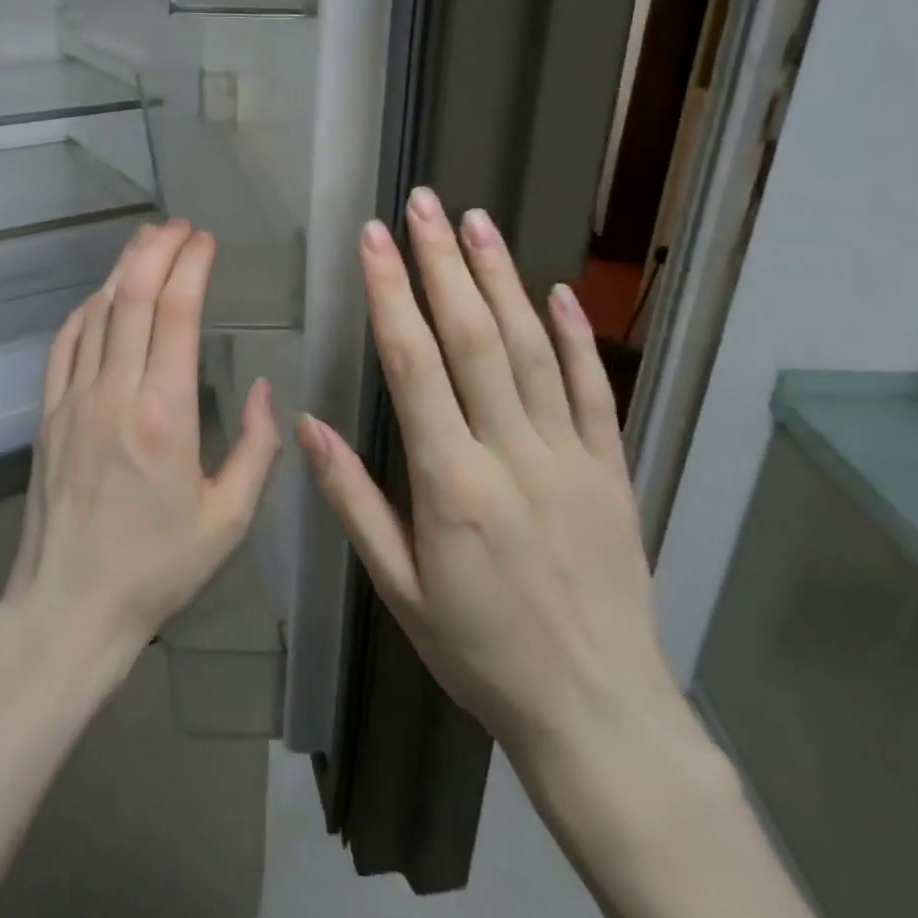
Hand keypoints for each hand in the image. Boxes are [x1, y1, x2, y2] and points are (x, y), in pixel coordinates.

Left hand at [1, 220, 281, 663]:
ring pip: (98, 312)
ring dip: (123, 269)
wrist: (68, 609)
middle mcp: (115, 393)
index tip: (205, 240)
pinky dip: (86, 309)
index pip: (177, 313)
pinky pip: (64, 344)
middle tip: (179, 227)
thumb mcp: (228, 519)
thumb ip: (256, 448)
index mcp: (165, 414)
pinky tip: (102, 295)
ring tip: (146, 241)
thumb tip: (260, 388)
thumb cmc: (156, 569)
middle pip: (134, 297)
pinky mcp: (46, 414)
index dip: (191, 265)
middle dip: (157, 249)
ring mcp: (73, 400)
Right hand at [296, 187, 691, 781]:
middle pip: (474, 338)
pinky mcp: (611, 470)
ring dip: (501, 278)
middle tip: (423, 204)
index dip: (391, 294)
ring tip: (477, 220)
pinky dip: (574, 336)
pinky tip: (555, 290)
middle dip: (443, 263)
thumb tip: (306, 425)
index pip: (414, 366)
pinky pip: (592, 390)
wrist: (597, 713)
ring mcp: (570, 458)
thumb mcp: (398, 590)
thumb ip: (353, 501)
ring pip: (530, 349)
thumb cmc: (479, 652)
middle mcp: (512, 455)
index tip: (374, 239)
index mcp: (451, 485)